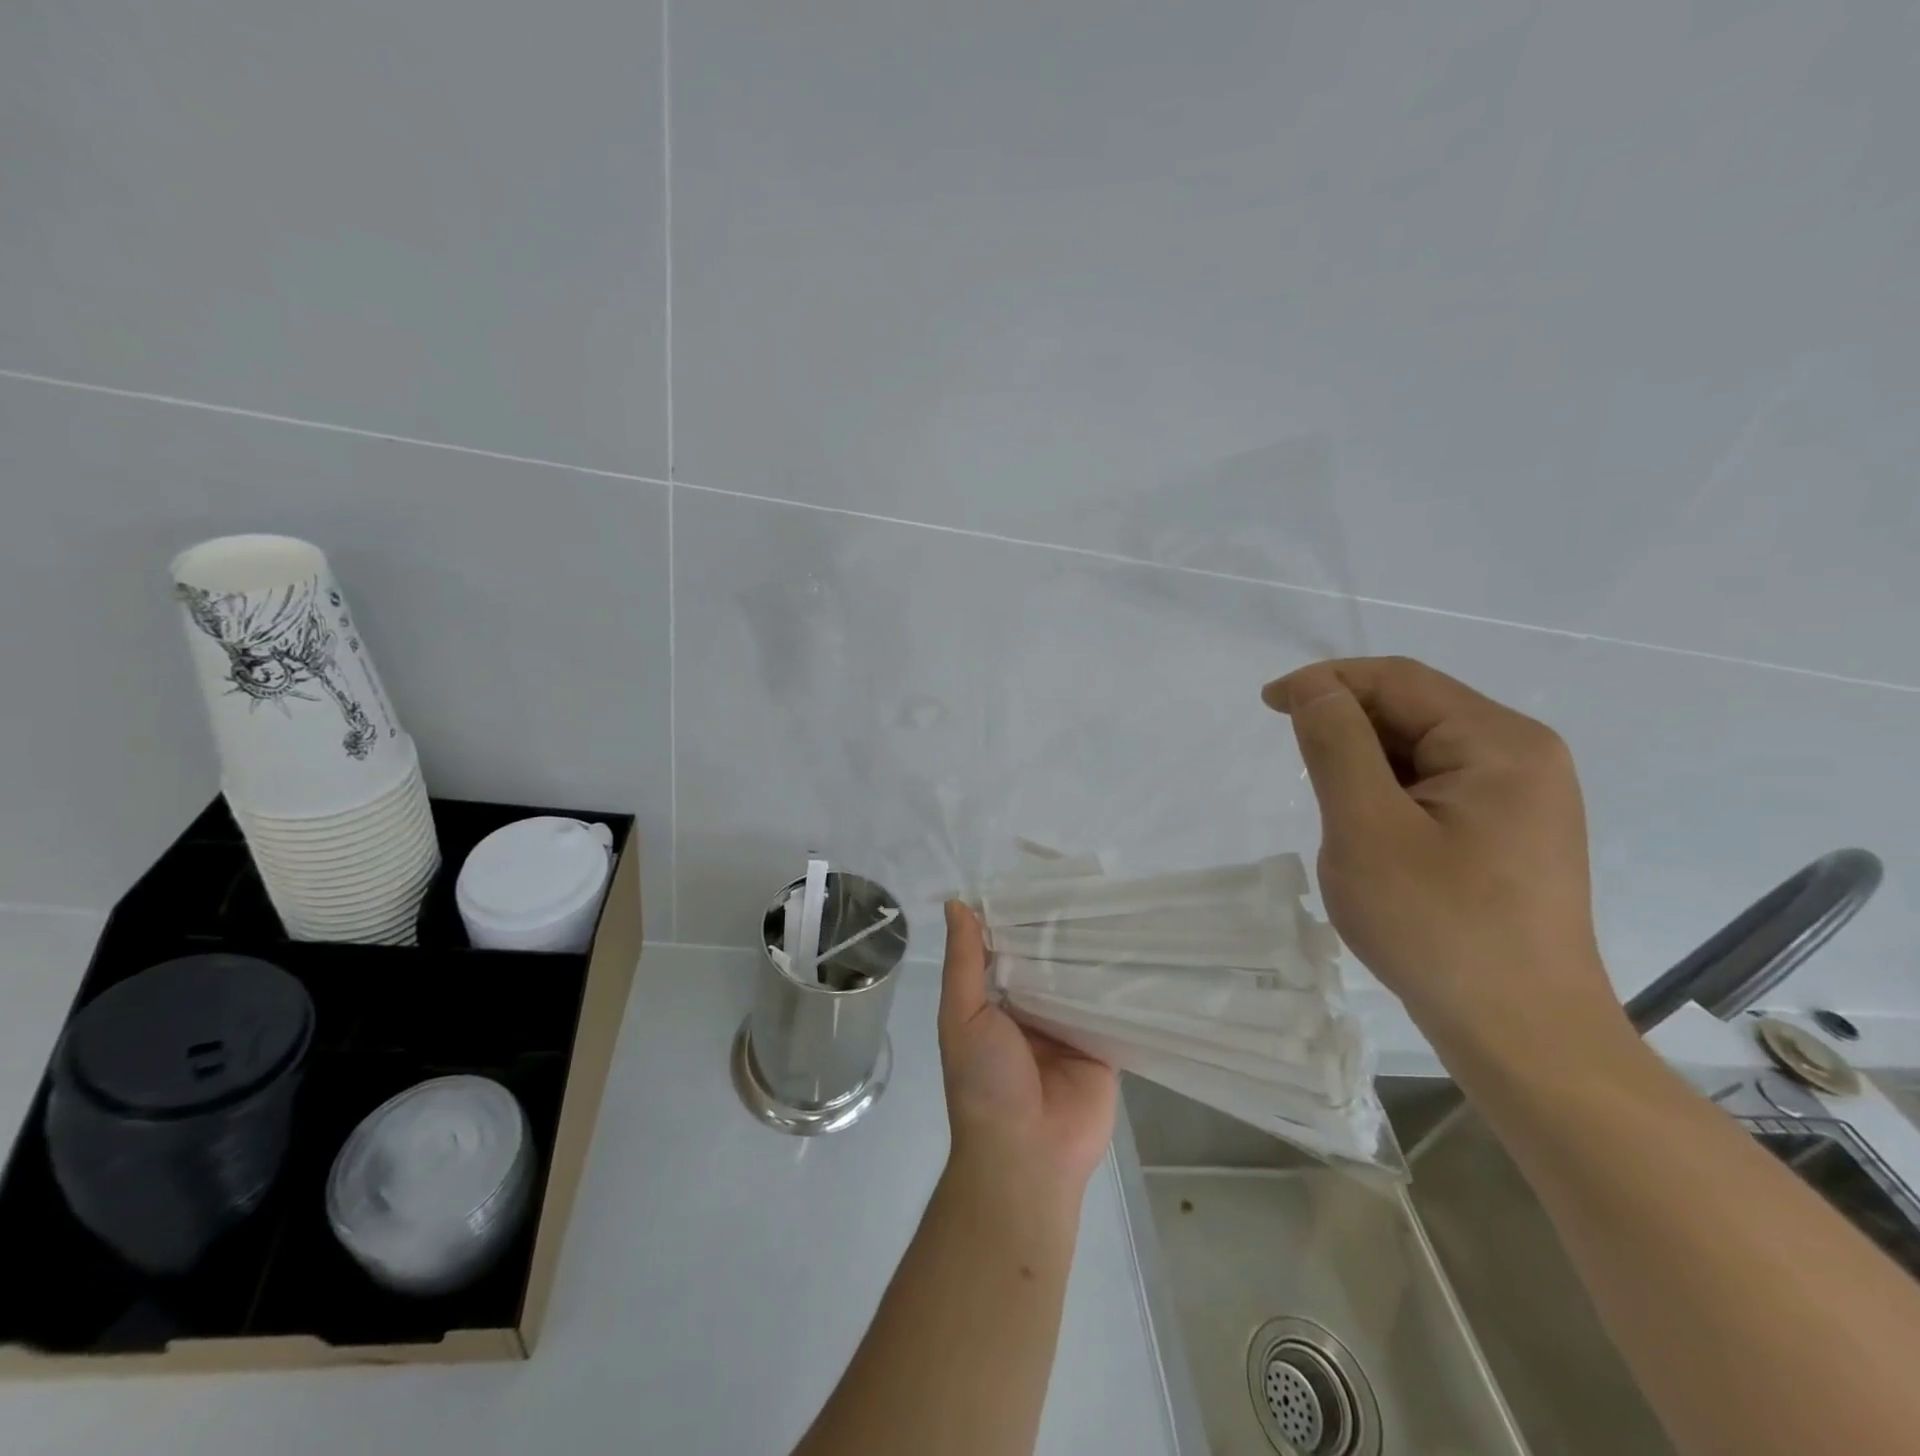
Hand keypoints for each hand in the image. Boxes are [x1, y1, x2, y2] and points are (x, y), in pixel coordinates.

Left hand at [937, 902, 1118, 1200]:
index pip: (1010, 949)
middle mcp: (1033, 1010)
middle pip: (1049, 961)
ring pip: (1082, 980)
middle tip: (1088, 885)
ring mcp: (1070, 1028)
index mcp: (996, 1002)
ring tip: (1118, 905)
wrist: (1027, 1155)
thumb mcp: (962, 1015)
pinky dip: (1122, 986)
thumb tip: (956, 903)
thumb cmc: (984, 1081)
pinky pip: (1113, 1009)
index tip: (1039, 879)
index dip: (1019, 918)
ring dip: (1094, 953)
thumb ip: (964, 962)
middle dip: (1062, 932)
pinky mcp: (1104, 1046)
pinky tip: (1141, 949)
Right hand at [1263, 657, 1626, 1057]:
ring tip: (1332, 806)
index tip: (1268, 704)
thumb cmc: (1438, 926)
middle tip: (1294, 764)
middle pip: (1415, 710)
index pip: (1399, 680)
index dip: (1327, 681)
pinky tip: (1369, 830)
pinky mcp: (1510, 834)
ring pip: (1422, 751)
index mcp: (1499, 743)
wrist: (1522, 1036)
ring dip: (1365, 762)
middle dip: (1347, 724)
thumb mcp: (1367, 828)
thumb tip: (1315, 688)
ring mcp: (1522, 798)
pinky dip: (1389, 792)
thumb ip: (1336, 745)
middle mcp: (1522, 757)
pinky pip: (1436, 787)